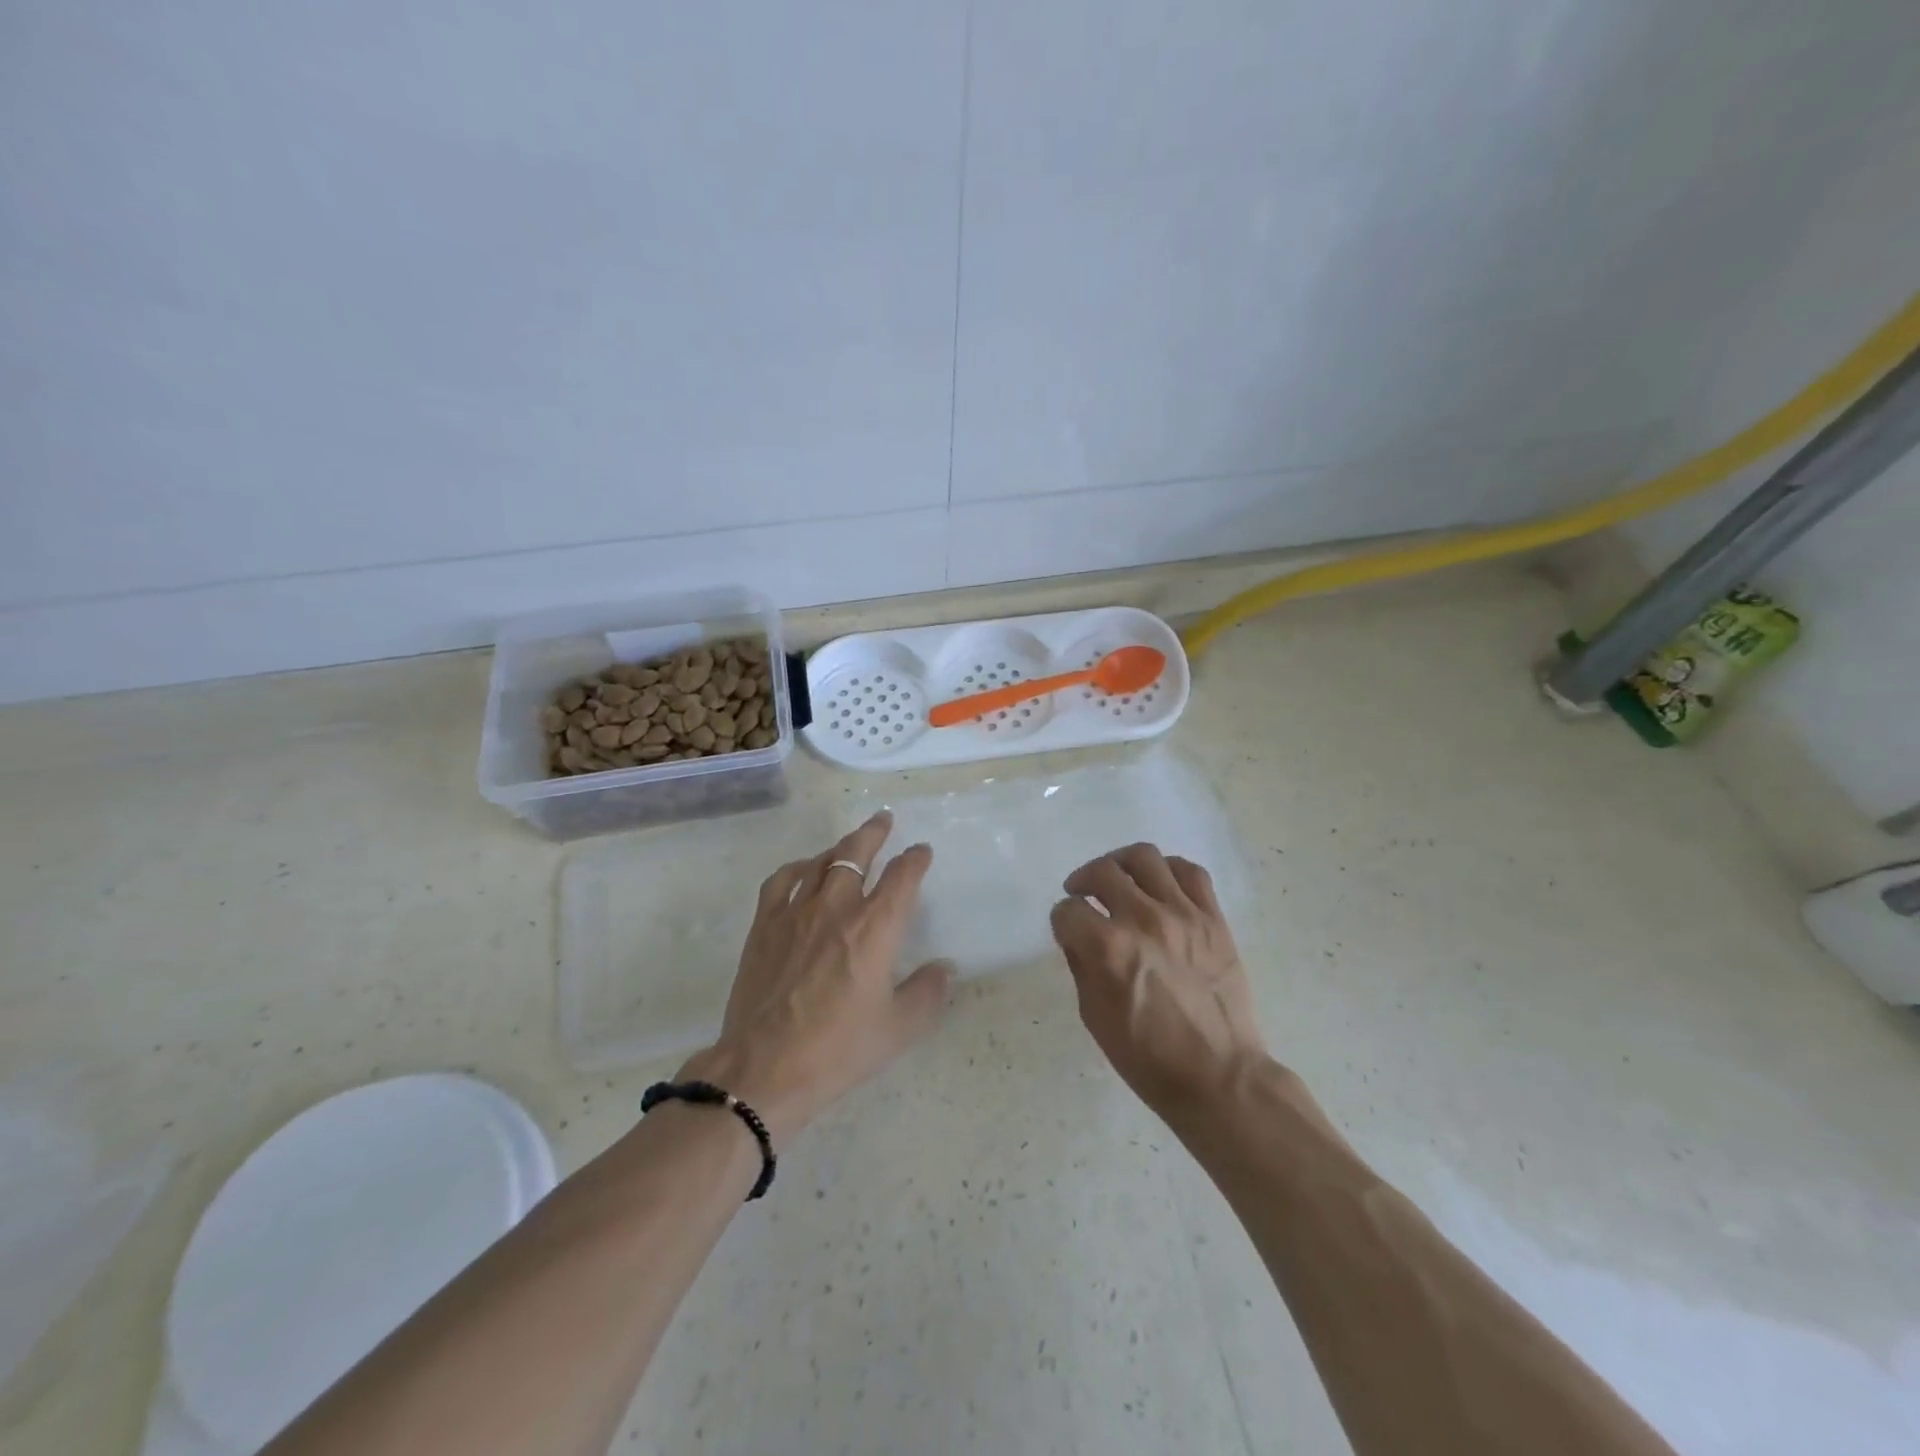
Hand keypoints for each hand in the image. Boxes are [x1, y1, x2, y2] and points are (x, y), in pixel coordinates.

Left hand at [680, 812, 950, 1145]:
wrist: (765, 1068)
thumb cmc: (839, 1049)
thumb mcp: (899, 1029)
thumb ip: (928, 993)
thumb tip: (945, 968)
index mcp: (875, 927)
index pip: (902, 877)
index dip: (915, 859)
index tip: (921, 852)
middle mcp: (838, 907)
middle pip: (857, 852)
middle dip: (874, 832)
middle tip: (884, 819)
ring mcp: (796, 912)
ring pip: (821, 861)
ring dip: (840, 846)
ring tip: (850, 842)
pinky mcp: (765, 925)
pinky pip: (782, 880)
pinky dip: (798, 867)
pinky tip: (804, 870)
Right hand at [1049, 843, 1267, 1119]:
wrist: (1220, 1077)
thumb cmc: (1148, 1057)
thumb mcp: (1094, 1016)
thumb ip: (1081, 964)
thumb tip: (1077, 934)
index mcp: (1109, 949)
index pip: (1068, 911)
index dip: (1061, 920)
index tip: (1066, 929)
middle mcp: (1144, 920)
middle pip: (1102, 872)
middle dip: (1083, 880)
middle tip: (1082, 894)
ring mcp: (1183, 915)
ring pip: (1144, 858)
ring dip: (1121, 864)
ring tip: (1119, 879)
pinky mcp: (1214, 919)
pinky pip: (1190, 872)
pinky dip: (1168, 870)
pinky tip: (1159, 885)